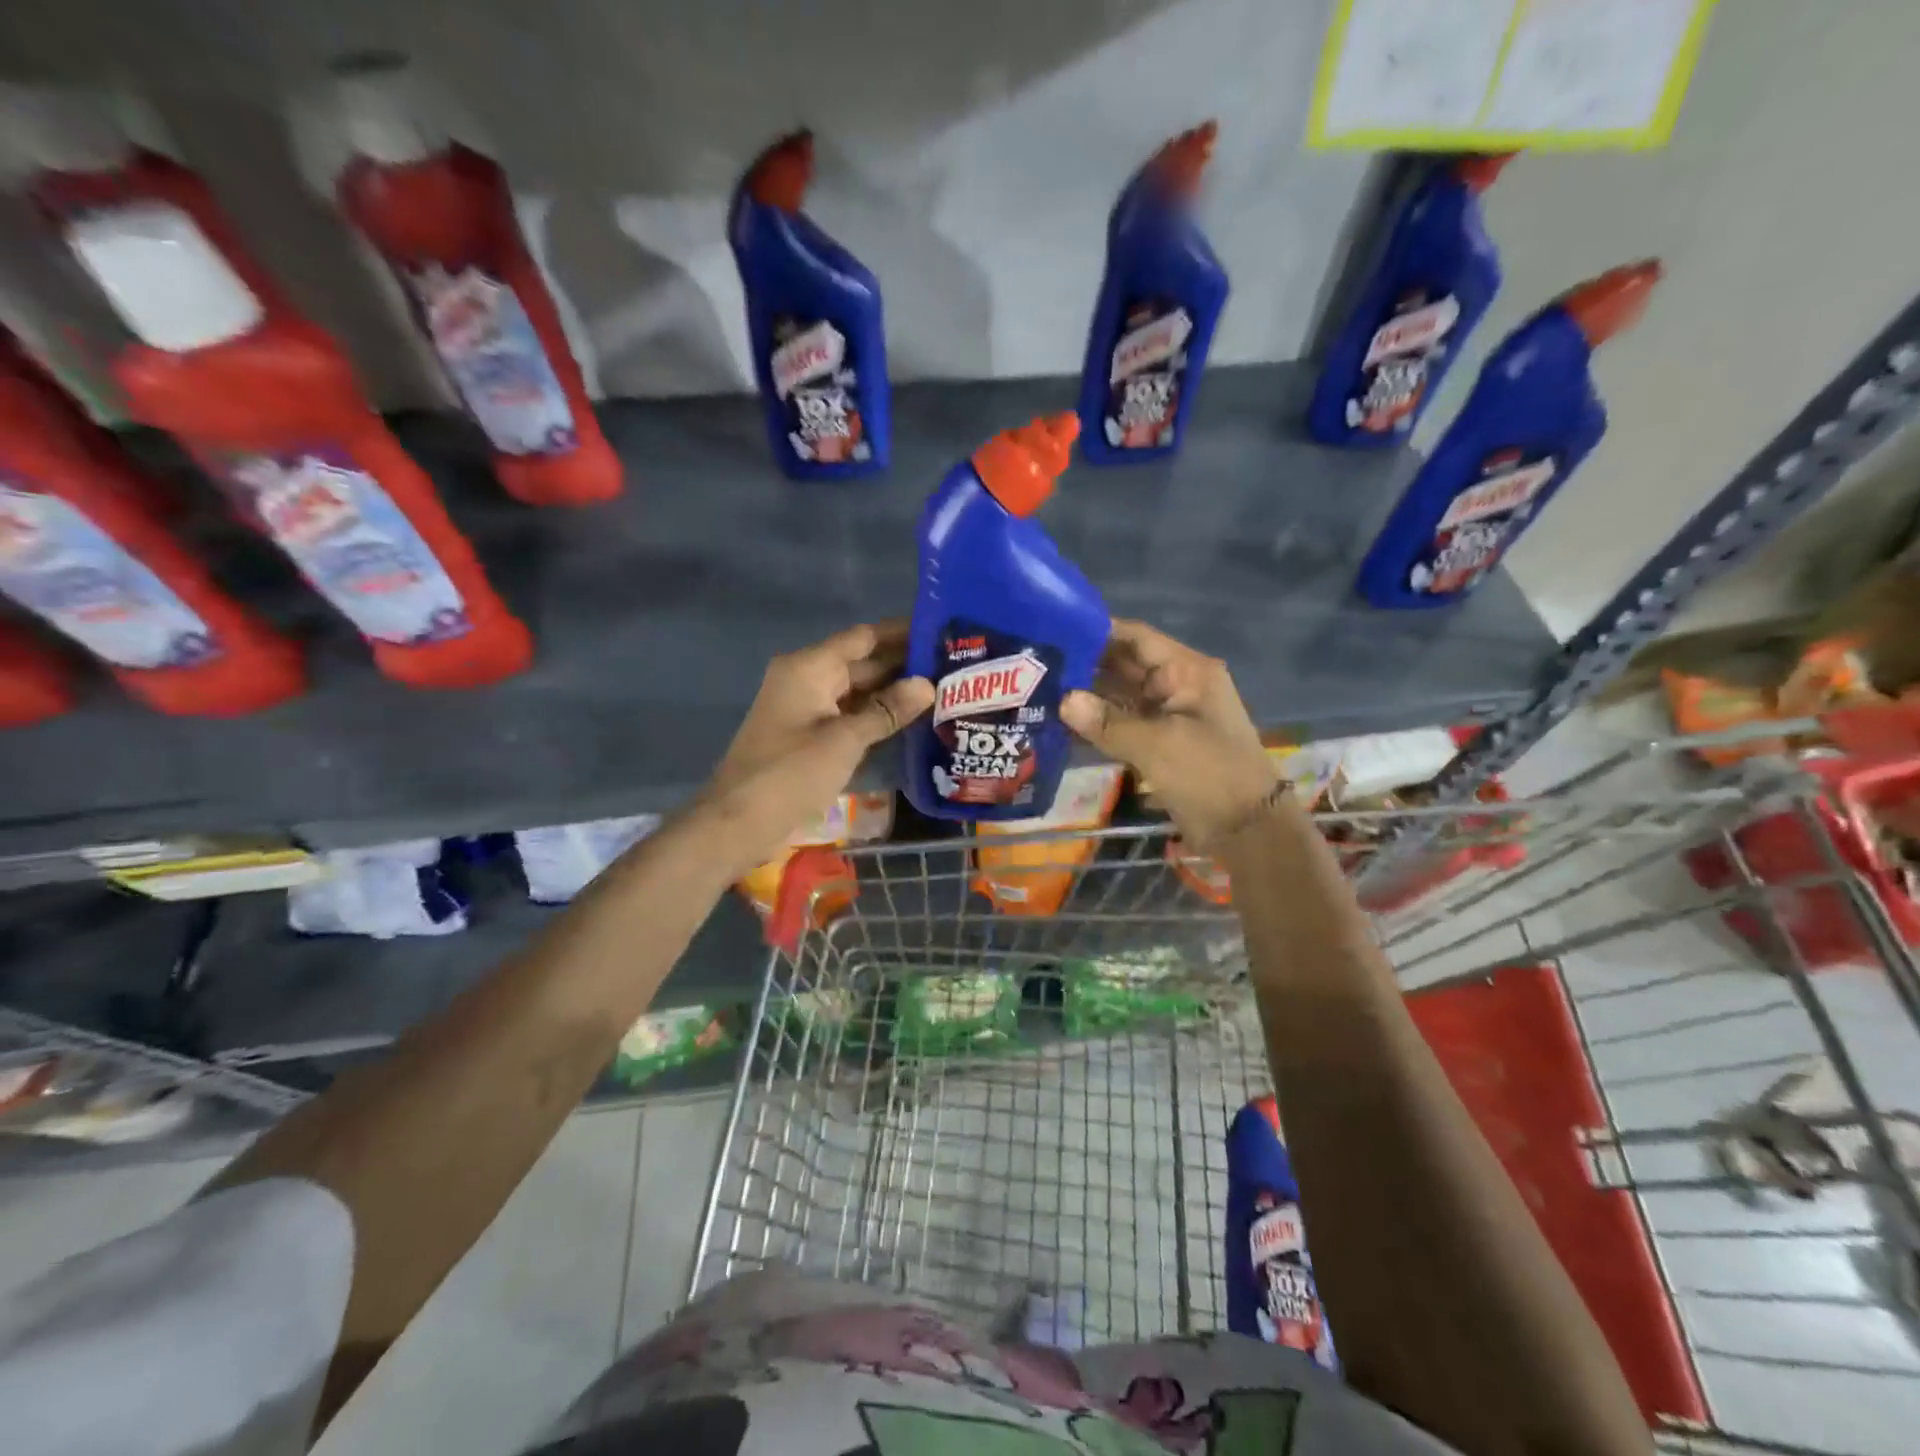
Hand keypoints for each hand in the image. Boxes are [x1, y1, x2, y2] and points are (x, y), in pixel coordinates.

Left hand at [698, 623, 933, 875]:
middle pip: (862, 662)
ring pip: (857, 691)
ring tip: (942, 691)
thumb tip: (927, 684)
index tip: (941, 631)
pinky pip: (849, 715)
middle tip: (952, 667)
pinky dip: (876, 716)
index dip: (901, 633)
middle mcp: (807, 679)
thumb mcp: (845, 740)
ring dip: (893, 693)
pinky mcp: (809, 735)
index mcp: (809, 667)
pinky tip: (911, 721)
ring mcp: (806, 708)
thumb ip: (887, 710)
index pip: (863, 637)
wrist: (739, 822)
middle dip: (903, 665)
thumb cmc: (791, 773)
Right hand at [1060, 619, 1276, 846]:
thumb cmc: (1209, 775)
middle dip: (1083, 664)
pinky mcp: (1158, 742)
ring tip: (1039, 690)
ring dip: (1086, 696)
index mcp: (1187, 671)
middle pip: (1124, 664)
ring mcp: (1167, 715)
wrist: (1246, 830)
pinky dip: (1096, 723)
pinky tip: (1060, 724)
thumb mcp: (1157, 745)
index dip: (1097, 631)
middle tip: (1034, 663)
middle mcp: (1175, 685)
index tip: (1053, 630)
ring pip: (1119, 695)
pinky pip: (1121, 723)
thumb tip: (1063, 701)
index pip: (1136, 637)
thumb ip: (1107, 722)